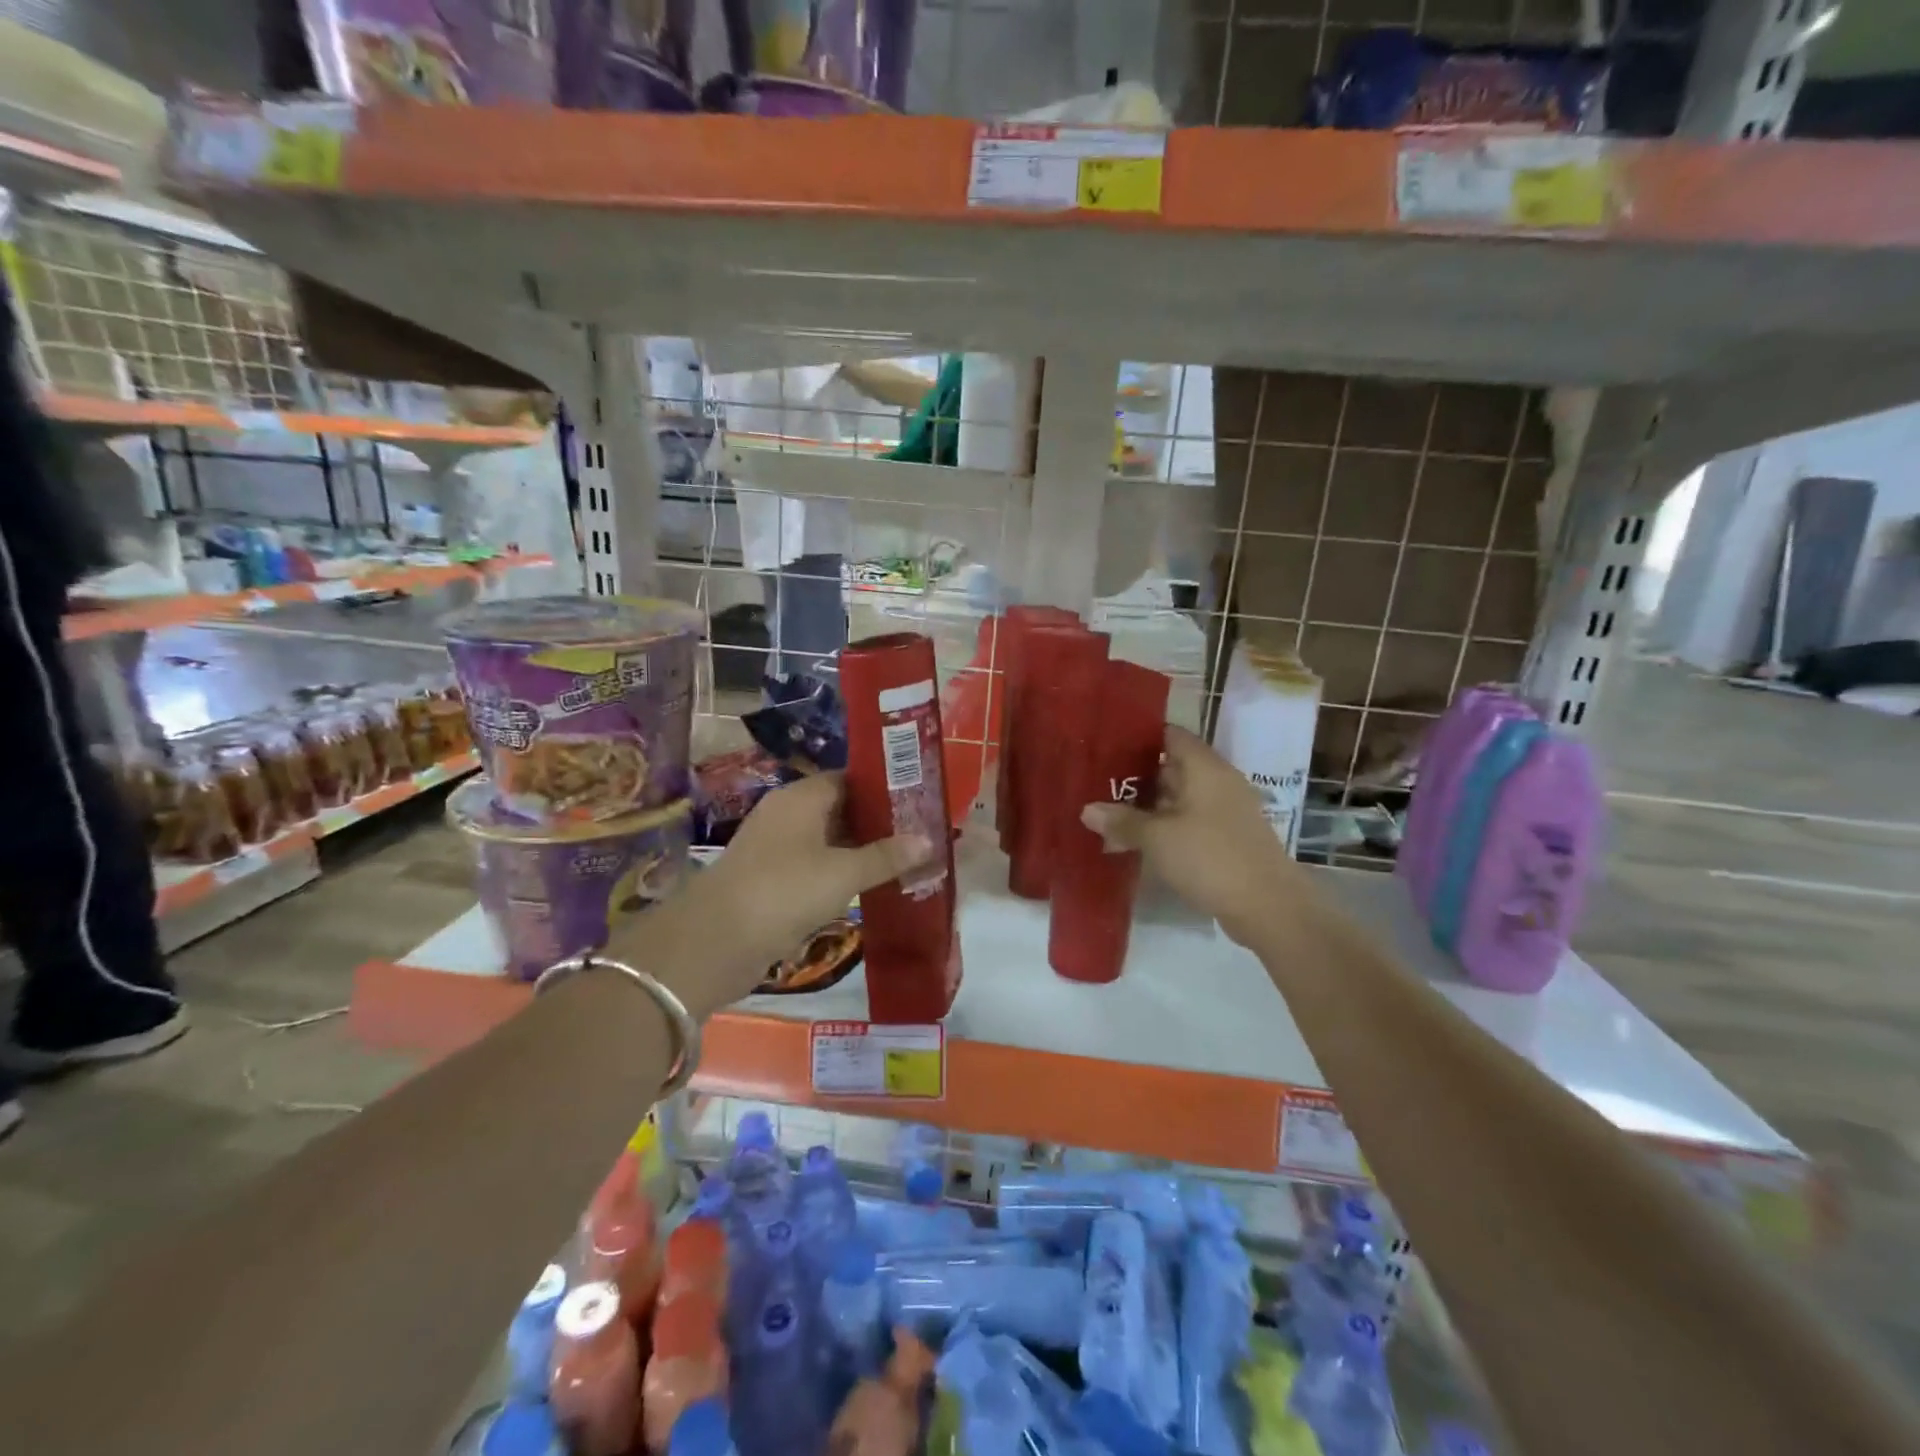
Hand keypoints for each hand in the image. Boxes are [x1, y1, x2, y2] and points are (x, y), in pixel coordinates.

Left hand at [619, 773, 931, 1018]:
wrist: (714, 942)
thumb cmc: (785, 891)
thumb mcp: (843, 873)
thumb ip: (887, 856)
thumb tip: (929, 839)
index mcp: (801, 798)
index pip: (850, 778)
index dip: (884, 787)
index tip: (919, 800)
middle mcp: (786, 815)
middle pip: (840, 808)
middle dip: (877, 821)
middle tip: (919, 833)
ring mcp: (775, 848)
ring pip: (827, 840)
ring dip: (860, 850)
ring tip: (904, 859)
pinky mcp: (770, 879)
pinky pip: (814, 866)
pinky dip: (839, 873)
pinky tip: (868, 886)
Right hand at [1082, 726, 1299, 947]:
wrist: (1267, 906)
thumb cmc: (1210, 857)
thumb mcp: (1157, 838)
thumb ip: (1122, 820)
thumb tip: (1088, 809)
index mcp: (1205, 768)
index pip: (1170, 735)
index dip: (1138, 737)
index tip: (1105, 744)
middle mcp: (1217, 782)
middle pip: (1171, 768)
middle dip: (1135, 776)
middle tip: (1096, 783)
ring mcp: (1224, 812)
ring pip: (1177, 799)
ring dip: (1146, 807)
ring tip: (1106, 816)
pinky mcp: (1226, 839)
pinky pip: (1188, 823)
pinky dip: (1163, 828)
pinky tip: (1135, 842)